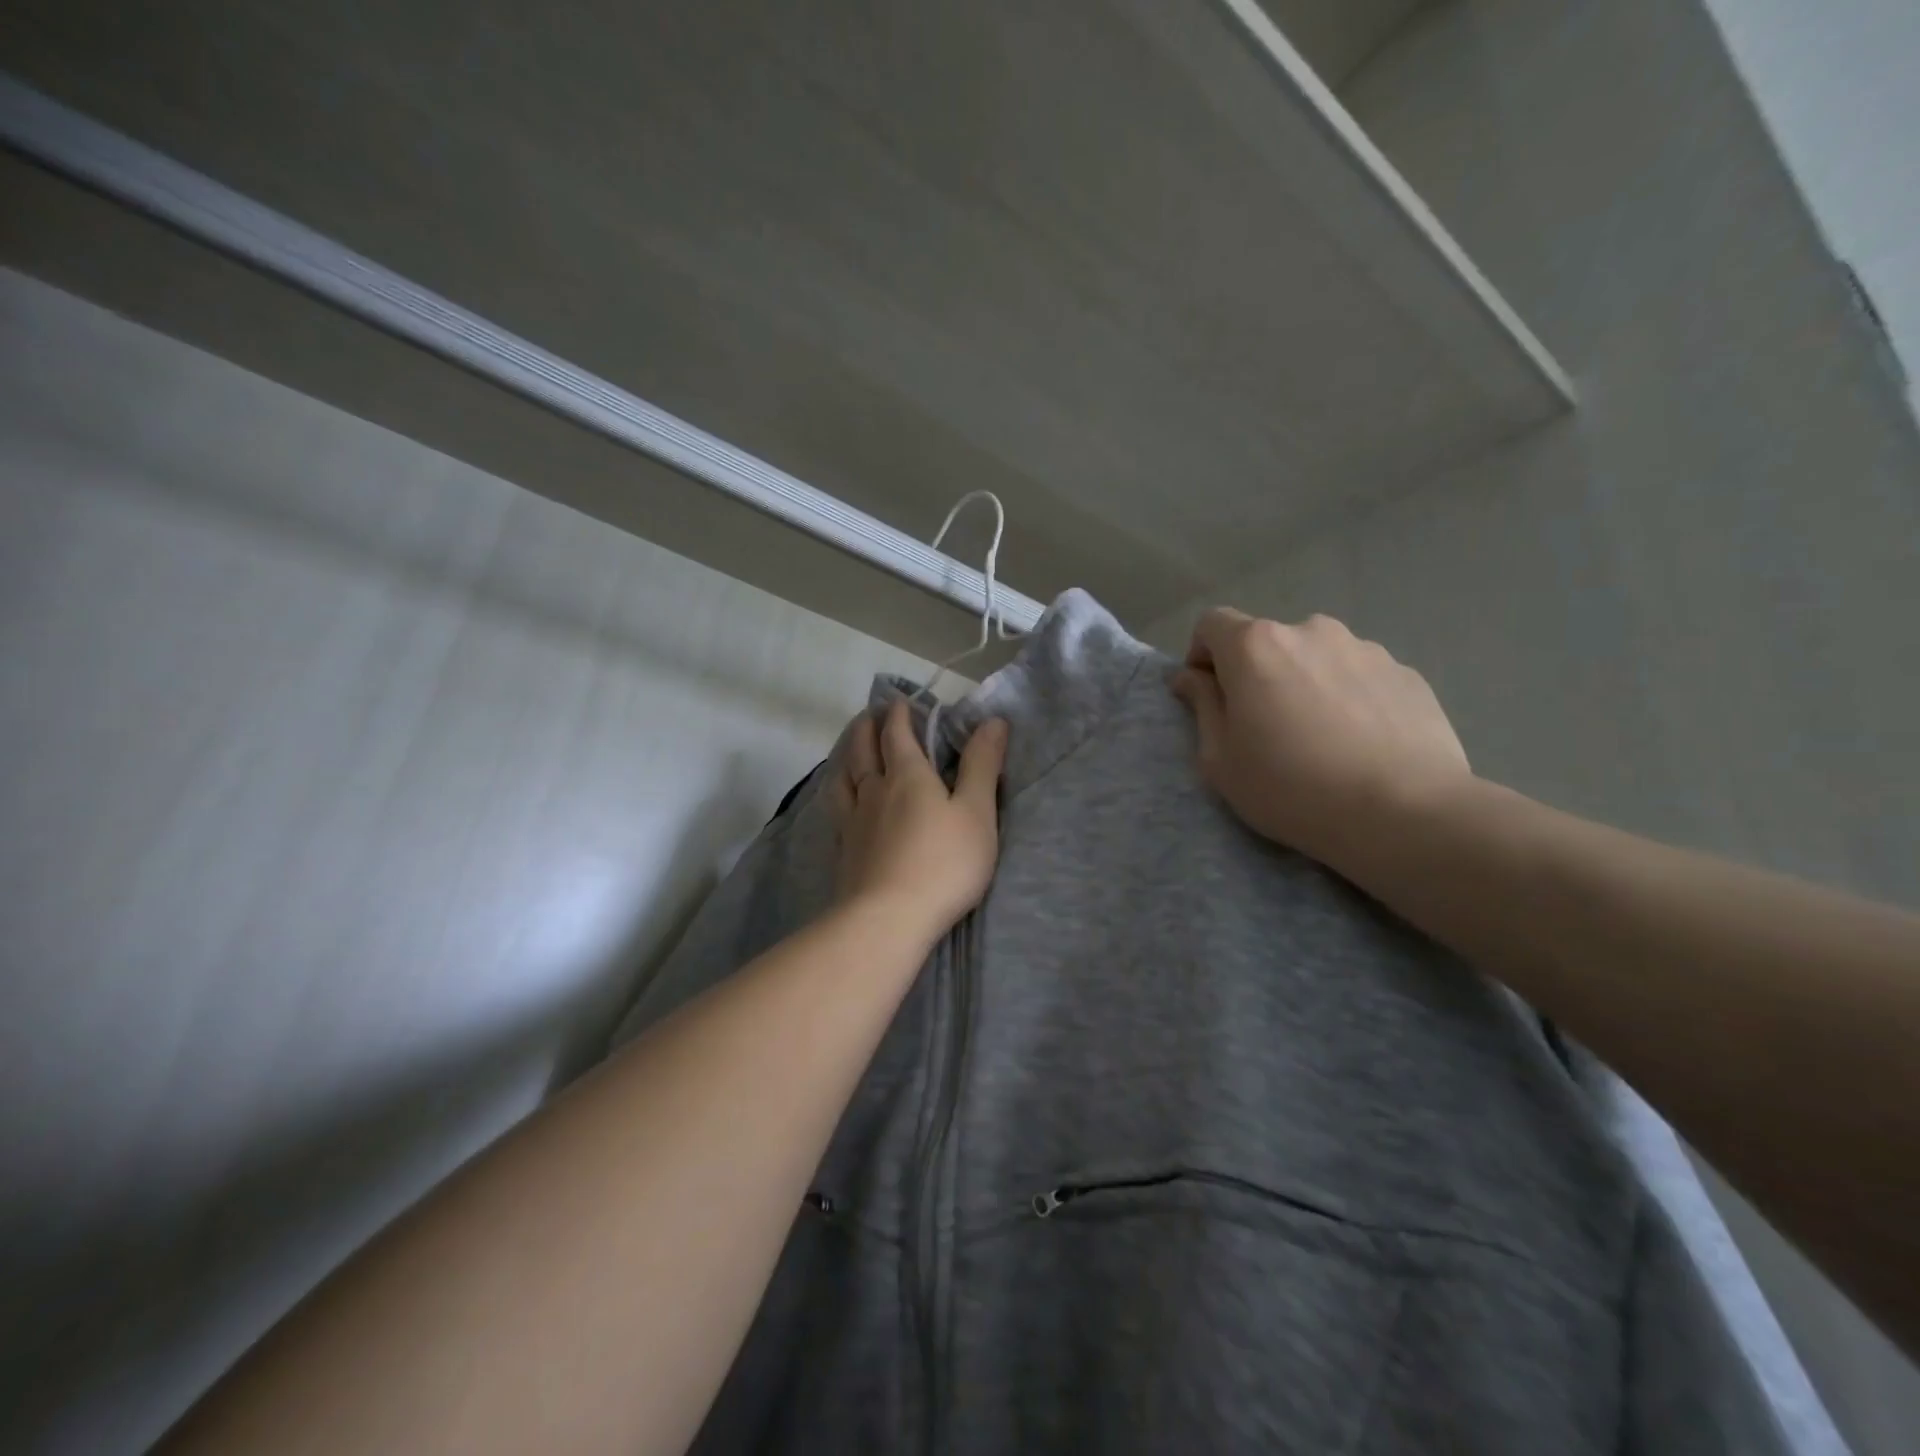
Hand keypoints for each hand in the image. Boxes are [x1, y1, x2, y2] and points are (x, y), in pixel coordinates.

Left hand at [829, 698, 1008, 942]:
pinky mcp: (844, 850)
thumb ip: (982, 766)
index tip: (901, 701)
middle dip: (868, 727)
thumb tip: (992, 721)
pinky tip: (842, 802)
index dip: (899, 714)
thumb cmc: (943, 863)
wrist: (887, 919)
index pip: (898, 734)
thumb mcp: (976, 812)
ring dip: (849, 755)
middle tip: (870, 715)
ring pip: (844, 777)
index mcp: (908, 776)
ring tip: (852, 750)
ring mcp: (853, 821)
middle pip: (864, 749)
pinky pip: (836, 808)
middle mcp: (874, 791)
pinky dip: (839, 792)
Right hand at [1171, 608, 1469, 872]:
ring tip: (1320, 738)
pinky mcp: (1406, 673)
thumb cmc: (1291, 787)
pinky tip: (1359, 744)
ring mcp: (1365, 648)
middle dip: (1256, 673)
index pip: (1211, 624)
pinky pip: (1359, 677)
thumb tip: (1190, 676)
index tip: (1209, 697)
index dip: (1201, 656)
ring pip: (1316, 658)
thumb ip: (1201, 706)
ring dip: (1304, 683)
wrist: (1403, 812)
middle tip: (1265, 727)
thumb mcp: (1220, 759)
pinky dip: (1348, 698)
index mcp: (1256, 646)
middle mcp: (1310, 631)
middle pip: (1267, 641)